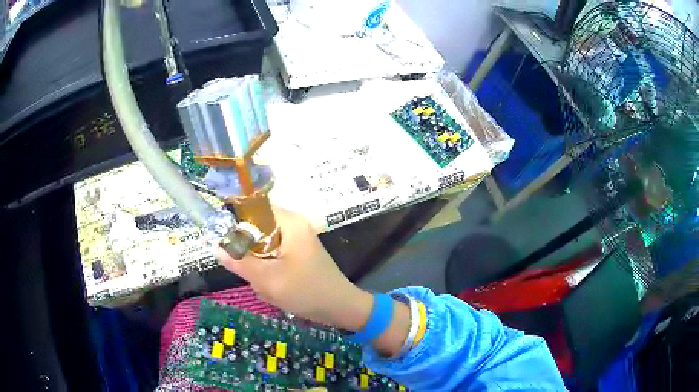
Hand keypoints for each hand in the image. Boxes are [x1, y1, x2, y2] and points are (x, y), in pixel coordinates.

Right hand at [215, 207, 372, 330]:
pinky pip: (272, 255)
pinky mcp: (297, 253)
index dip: (234, 219)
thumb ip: (240, 262)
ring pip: (261, 244)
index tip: (223, 240)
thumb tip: (216, 247)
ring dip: (258, 264)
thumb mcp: (268, 279)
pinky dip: (267, 270)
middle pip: (256, 227)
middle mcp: (293, 224)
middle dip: (248, 251)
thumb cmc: (306, 291)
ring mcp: (296, 239)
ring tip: (266, 283)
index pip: (253, 207)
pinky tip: (274, 286)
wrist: (340, 308)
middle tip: (250, 271)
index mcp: (289, 222)